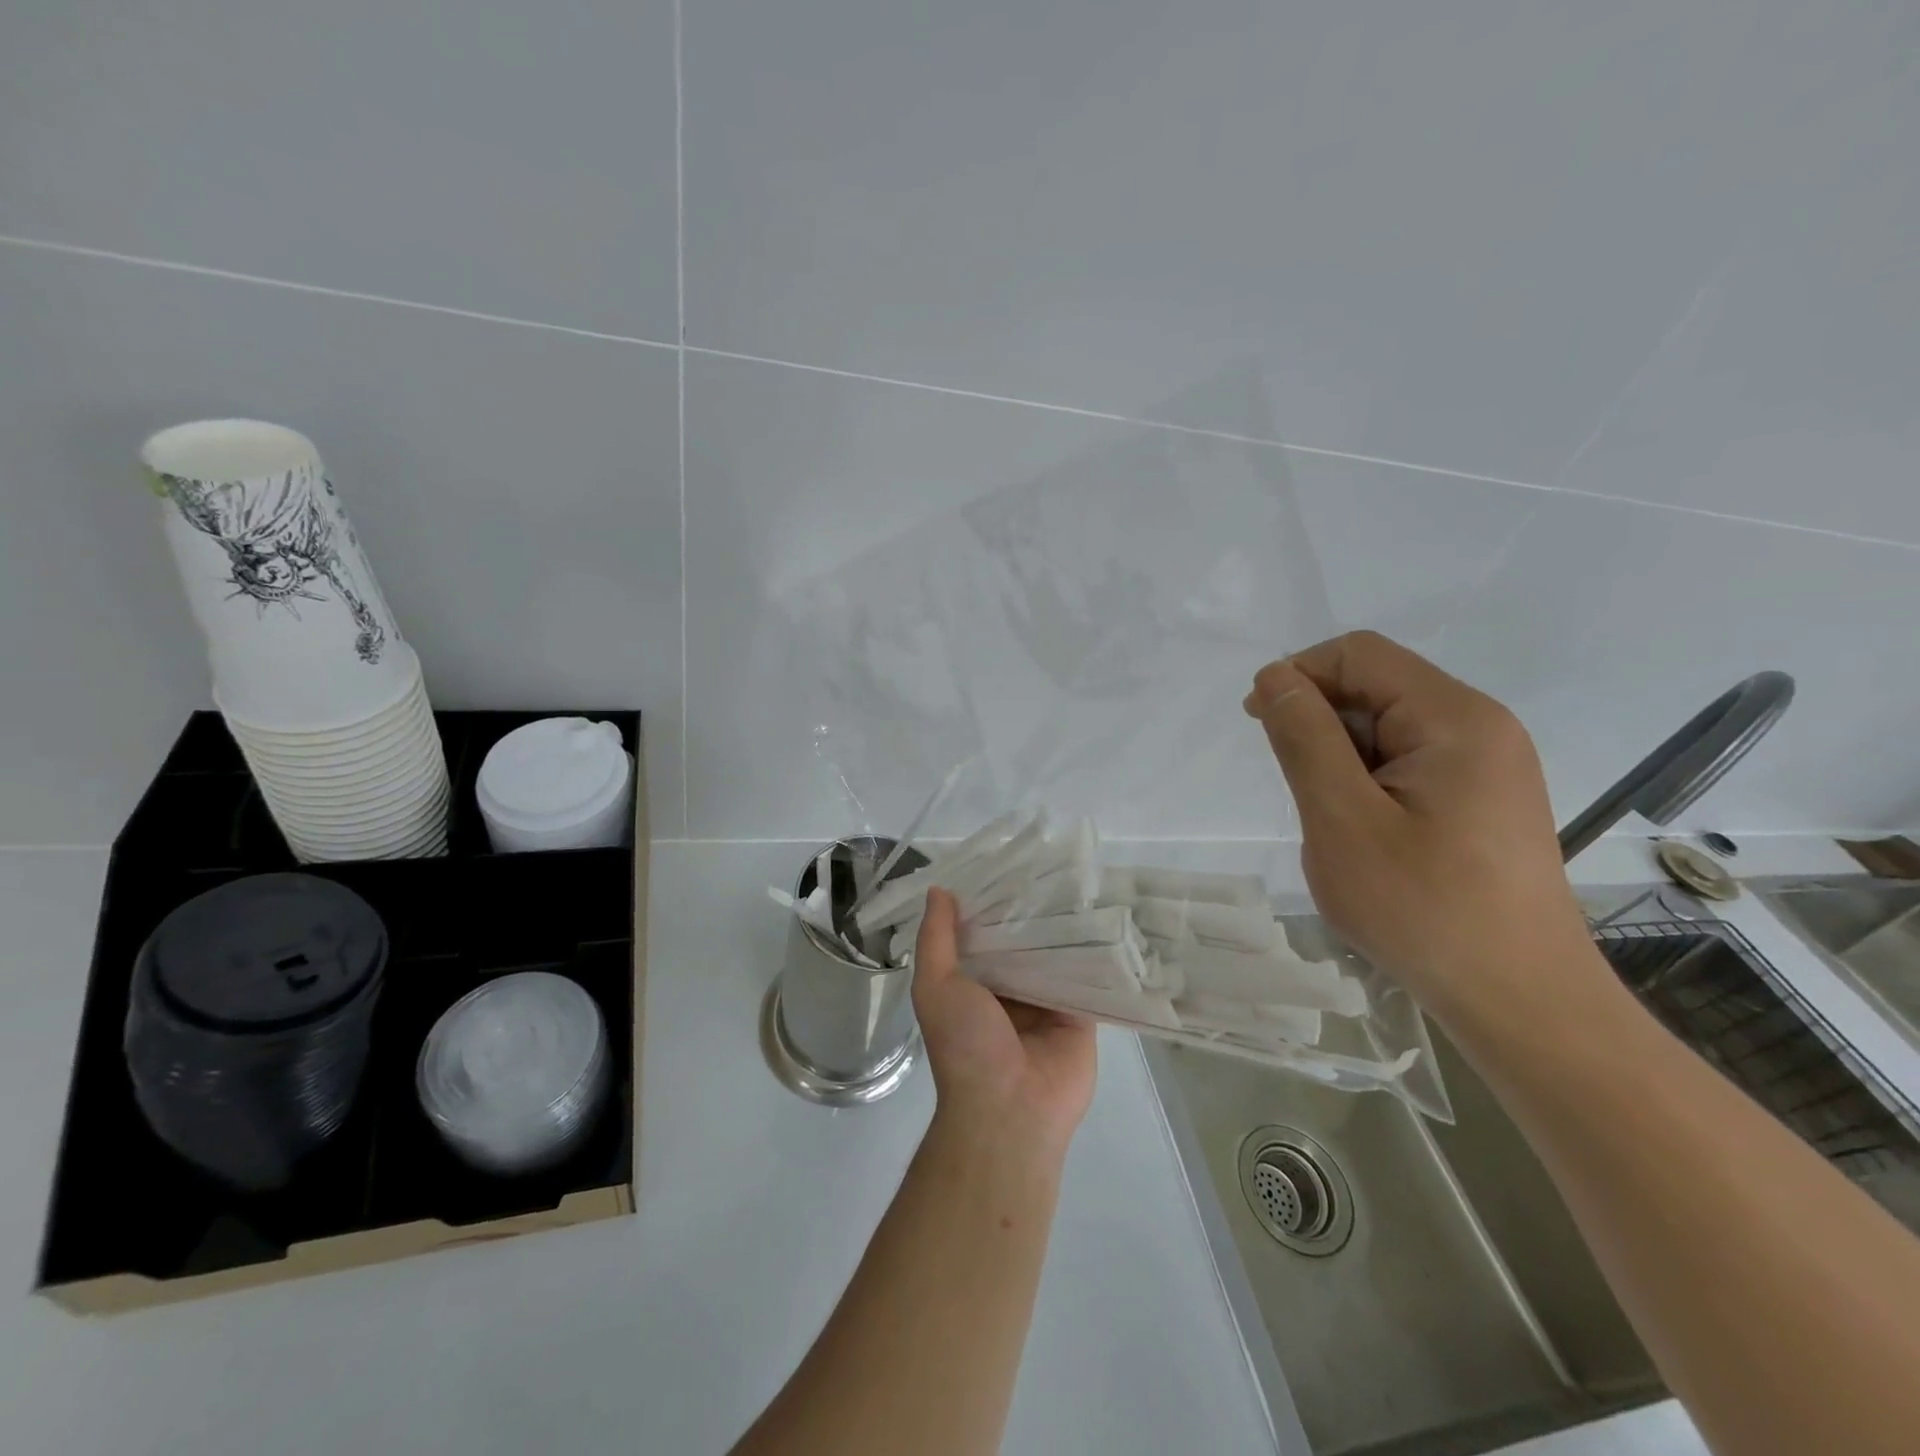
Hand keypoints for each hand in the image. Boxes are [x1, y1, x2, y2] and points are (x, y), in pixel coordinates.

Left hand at [911, 889, 1096, 1162]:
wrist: (1009, 1109)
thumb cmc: (964, 1044)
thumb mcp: (935, 986)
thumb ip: (936, 939)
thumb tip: (939, 890)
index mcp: (974, 982)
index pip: (984, 931)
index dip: (991, 901)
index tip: (1006, 862)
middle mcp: (1010, 988)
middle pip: (1023, 940)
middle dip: (1031, 909)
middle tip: (1050, 863)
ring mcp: (1047, 1001)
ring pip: (1056, 953)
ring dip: (1064, 925)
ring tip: (1079, 877)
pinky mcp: (1080, 1014)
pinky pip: (1087, 977)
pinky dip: (1093, 952)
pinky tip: (1105, 916)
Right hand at [1243, 631, 1603, 1033]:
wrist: (1520, 1000)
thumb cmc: (1423, 908)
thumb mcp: (1342, 819)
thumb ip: (1304, 738)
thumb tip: (1274, 677)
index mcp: (1454, 718)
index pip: (1359, 654)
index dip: (1299, 675)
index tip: (1259, 725)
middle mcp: (1480, 726)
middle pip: (1377, 686)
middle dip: (1321, 721)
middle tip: (1297, 788)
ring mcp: (1488, 763)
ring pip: (1389, 727)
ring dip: (1342, 757)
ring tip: (1333, 820)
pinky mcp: (1484, 797)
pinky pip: (1409, 761)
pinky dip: (1368, 780)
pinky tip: (1364, 831)